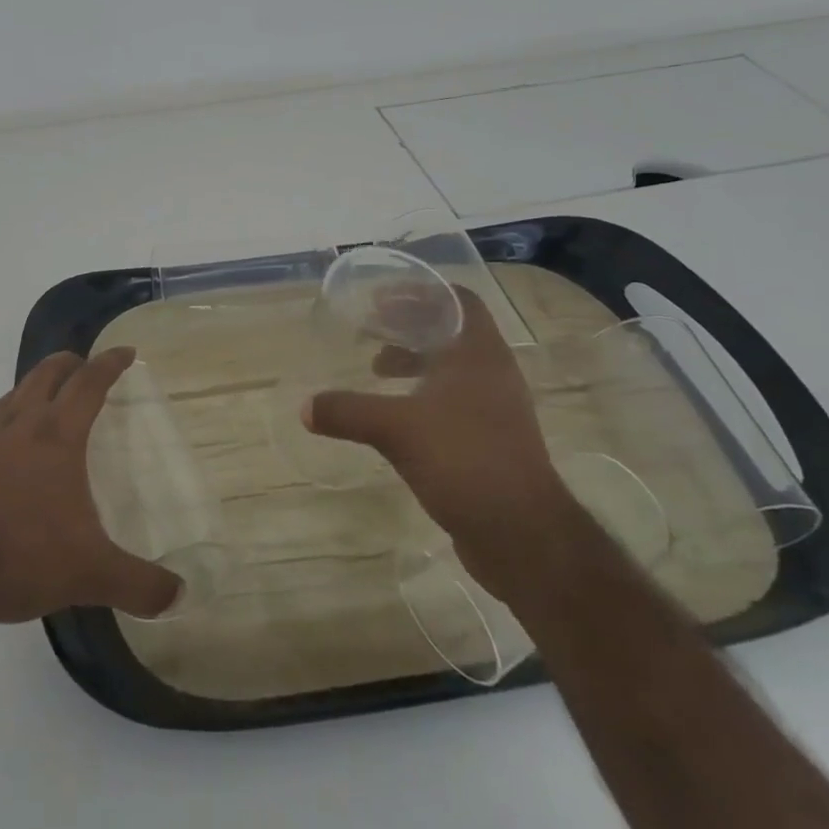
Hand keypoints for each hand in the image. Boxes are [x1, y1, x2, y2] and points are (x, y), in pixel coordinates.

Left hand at [0, 347, 181, 627]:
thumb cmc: (18, 558)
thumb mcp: (89, 575)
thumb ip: (139, 585)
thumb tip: (180, 595)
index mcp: (56, 437)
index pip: (89, 383)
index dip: (110, 363)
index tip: (126, 351)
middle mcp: (19, 425)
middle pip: (47, 374)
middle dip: (70, 363)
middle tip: (85, 365)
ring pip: (14, 394)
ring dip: (35, 386)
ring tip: (47, 399)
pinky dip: (7, 418)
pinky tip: (6, 448)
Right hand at [304, 289, 573, 594]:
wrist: (524, 536)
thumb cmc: (465, 461)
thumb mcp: (396, 430)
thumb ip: (348, 411)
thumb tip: (305, 406)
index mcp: (478, 354)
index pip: (459, 300)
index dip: (421, 292)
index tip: (382, 298)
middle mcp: (492, 374)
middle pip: (451, 331)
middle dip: (410, 325)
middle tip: (370, 327)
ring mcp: (496, 410)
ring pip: (452, 368)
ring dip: (415, 361)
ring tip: (377, 369)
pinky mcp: (492, 441)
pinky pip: (454, 401)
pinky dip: (423, 395)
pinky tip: (397, 417)